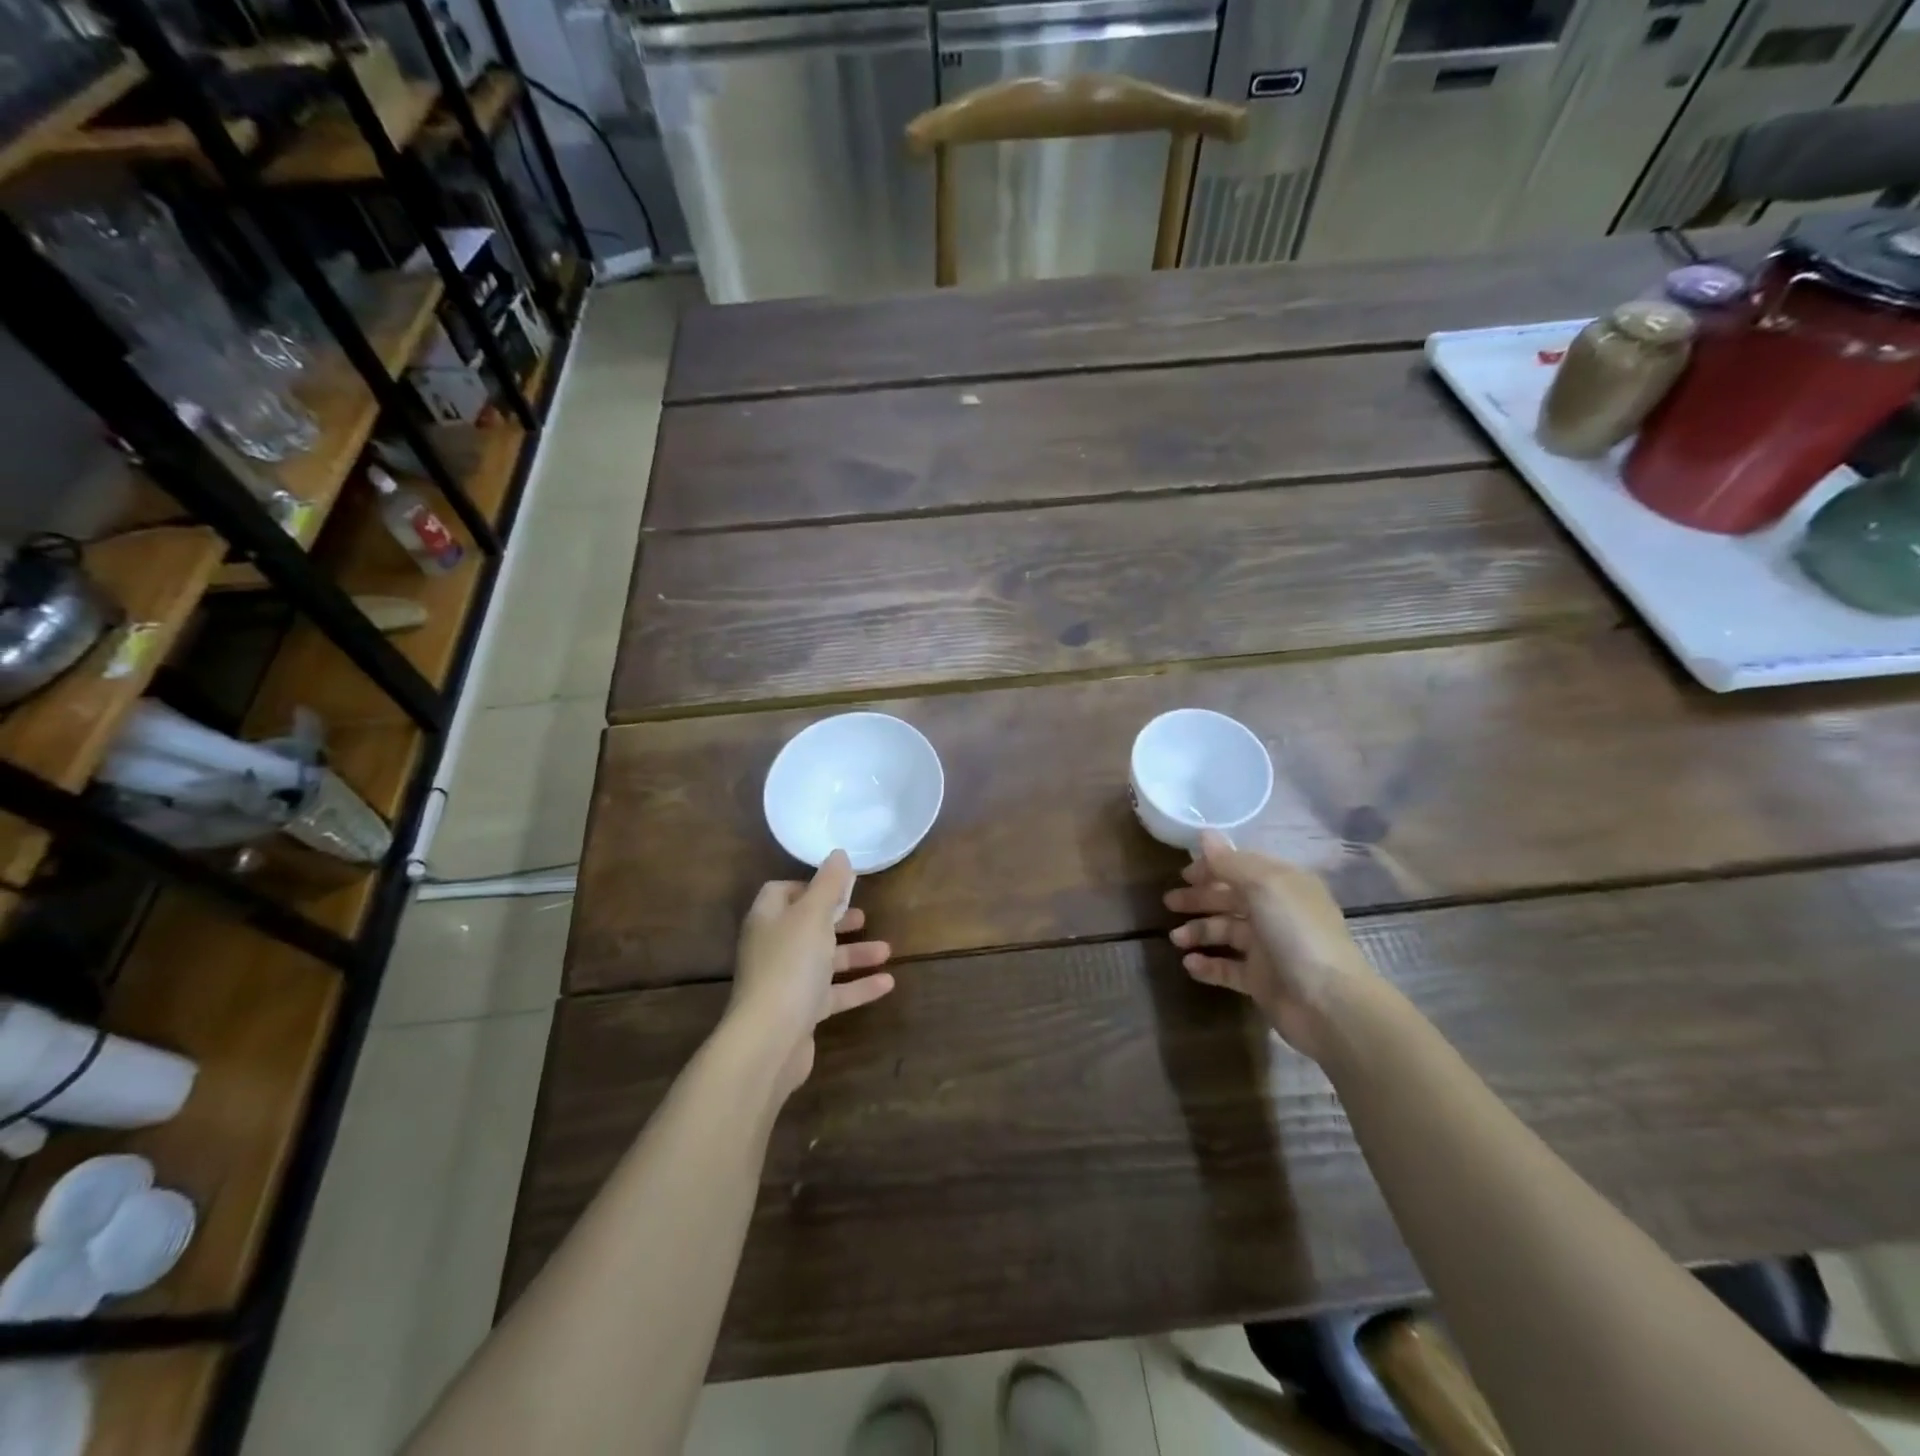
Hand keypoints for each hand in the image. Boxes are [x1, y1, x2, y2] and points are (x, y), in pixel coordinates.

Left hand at [729, 850, 894, 1094]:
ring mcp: (785, 983)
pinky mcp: (800, 1013)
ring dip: (854, 954)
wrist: (769, 1040)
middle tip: (863, 916)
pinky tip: (887, 983)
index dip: (809, 886)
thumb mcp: (813, 916)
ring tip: (887, 949)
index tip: (838, 886)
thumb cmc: (790, 965)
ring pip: (823, 961)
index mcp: (768, 920)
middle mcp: (772, 948)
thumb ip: (829, 884)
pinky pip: (832, 994)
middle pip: (805, 927)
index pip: (781, 892)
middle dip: (836, 920)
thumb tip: (838, 854)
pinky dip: (858, 986)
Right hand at [1164, 830, 1370, 1059]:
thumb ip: (1230, 862)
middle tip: (1169, 903)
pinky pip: (1228, 967)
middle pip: (1230, 899)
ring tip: (1176, 939)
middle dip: (1199, 899)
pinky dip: (1208, 965)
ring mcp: (1269, 948)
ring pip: (1226, 932)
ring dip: (1199, 932)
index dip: (1212, 868)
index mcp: (1282, 884)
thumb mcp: (1263, 886)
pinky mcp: (1261, 980)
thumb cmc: (1296, 933)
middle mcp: (1276, 912)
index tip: (1183, 874)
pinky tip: (1189, 964)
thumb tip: (1205, 835)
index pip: (1241, 867)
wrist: (1328, 1002)